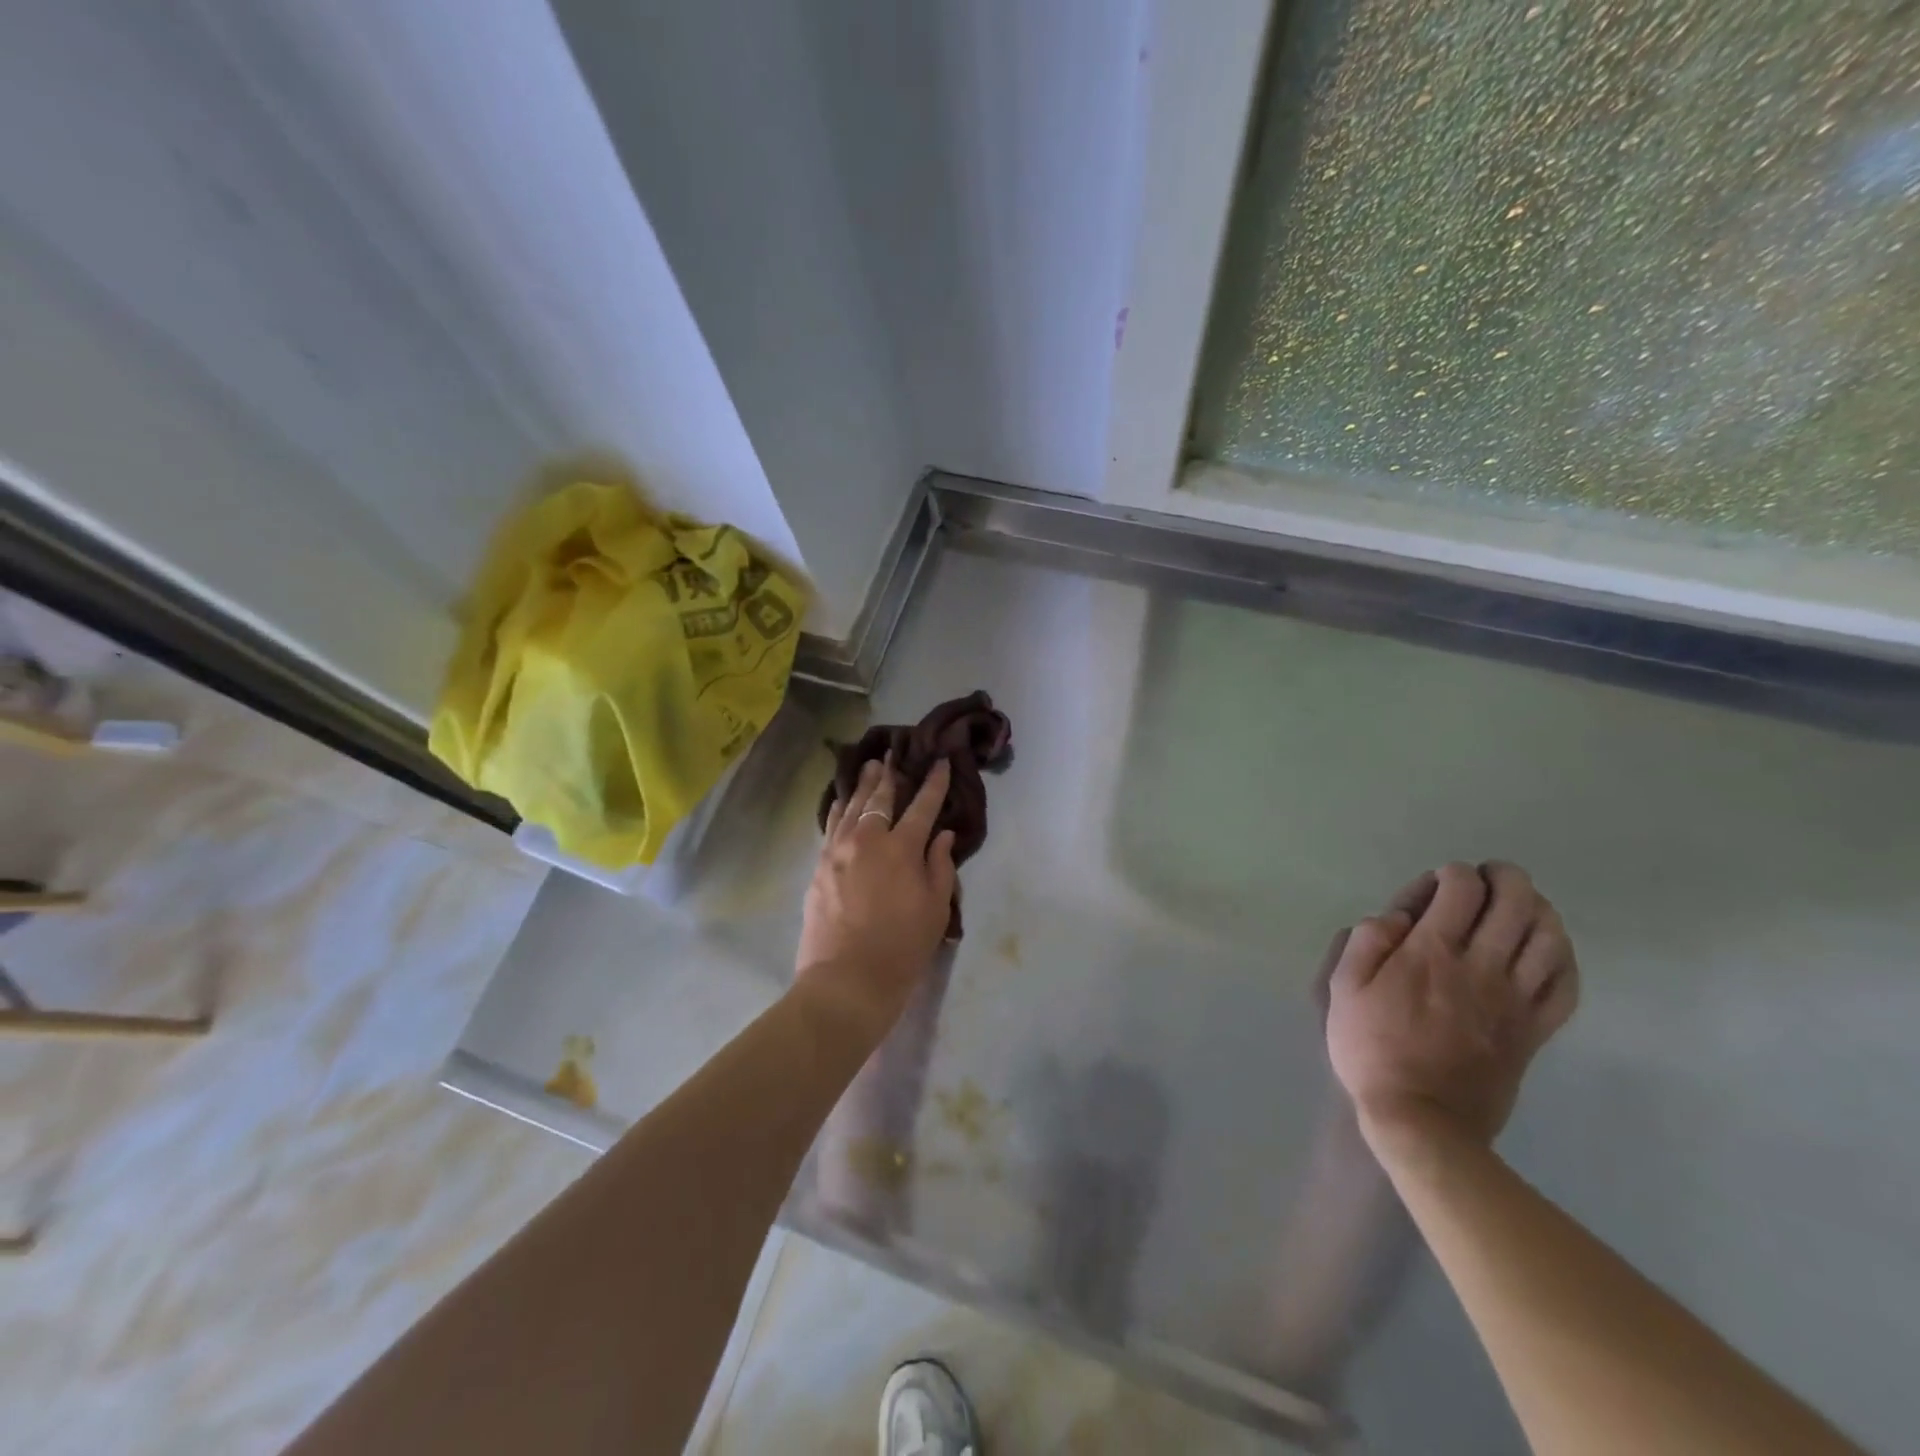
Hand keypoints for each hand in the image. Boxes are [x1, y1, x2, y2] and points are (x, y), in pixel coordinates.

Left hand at [795, 757, 957, 1040]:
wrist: (846, 980)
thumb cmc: (901, 947)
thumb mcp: (935, 908)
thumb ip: (939, 866)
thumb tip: (941, 834)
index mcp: (902, 848)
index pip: (922, 806)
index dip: (933, 783)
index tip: (939, 761)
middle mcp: (868, 839)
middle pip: (880, 798)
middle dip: (890, 774)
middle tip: (893, 753)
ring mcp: (838, 851)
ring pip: (851, 806)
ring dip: (862, 784)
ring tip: (868, 766)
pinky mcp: (819, 866)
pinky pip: (830, 826)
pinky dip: (838, 809)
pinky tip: (840, 800)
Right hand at [1324, 862, 1578, 1150]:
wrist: (1421, 1118)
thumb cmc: (1372, 1048)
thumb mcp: (1343, 989)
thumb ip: (1366, 942)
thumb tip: (1395, 917)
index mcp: (1431, 952)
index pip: (1461, 888)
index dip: (1452, 874)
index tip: (1434, 886)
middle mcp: (1481, 965)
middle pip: (1516, 902)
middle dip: (1505, 878)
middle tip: (1487, 877)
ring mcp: (1515, 999)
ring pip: (1549, 937)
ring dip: (1539, 909)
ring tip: (1520, 905)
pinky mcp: (1535, 1029)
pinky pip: (1566, 983)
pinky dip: (1563, 956)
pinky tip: (1547, 949)